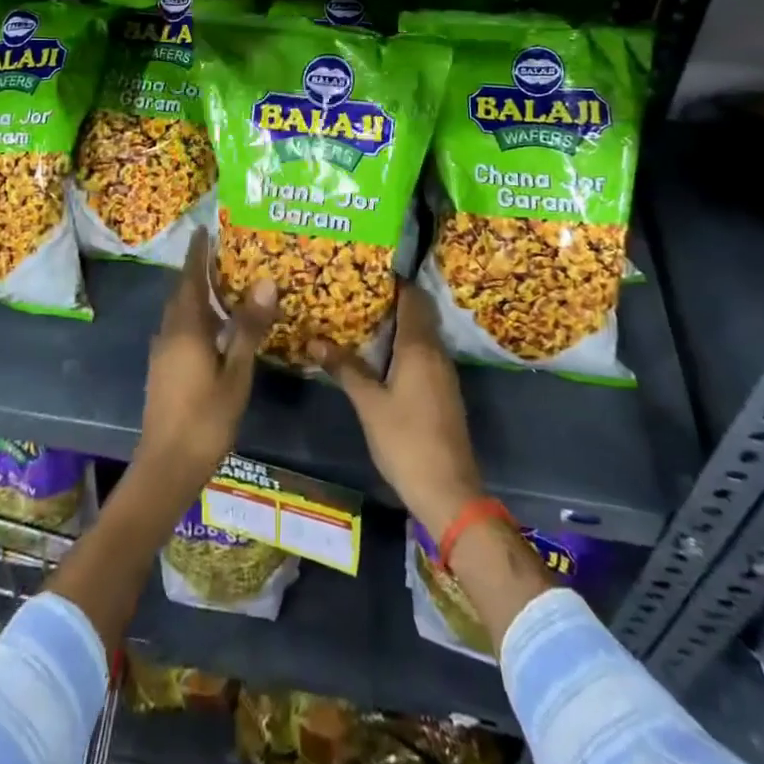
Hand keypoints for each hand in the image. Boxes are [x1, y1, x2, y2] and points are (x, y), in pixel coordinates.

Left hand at [135, 230, 277, 490]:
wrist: (166, 467)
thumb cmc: (205, 419)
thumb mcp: (236, 373)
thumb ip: (248, 328)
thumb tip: (265, 282)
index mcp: (185, 328)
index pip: (190, 278)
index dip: (197, 253)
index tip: (204, 229)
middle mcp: (169, 333)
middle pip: (182, 293)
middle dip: (198, 272)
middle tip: (223, 255)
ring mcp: (162, 353)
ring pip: (179, 313)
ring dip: (197, 296)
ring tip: (224, 288)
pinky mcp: (163, 371)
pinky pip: (179, 330)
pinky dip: (196, 318)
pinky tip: (215, 330)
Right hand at [309, 281, 484, 536]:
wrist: (449, 491)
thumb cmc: (406, 441)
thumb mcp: (369, 404)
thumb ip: (345, 368)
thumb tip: (314, 340)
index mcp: (419, 347)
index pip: (412, 298)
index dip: (394, 281)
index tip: (367, 271)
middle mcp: (436, 352)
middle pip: (418, 313)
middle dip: (392, 301)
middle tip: (357, 294)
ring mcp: (443, 373)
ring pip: (421, 334)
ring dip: (397, 324)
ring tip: (362, 320)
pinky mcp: (443, 392)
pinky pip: (424, 354)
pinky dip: (404, 346)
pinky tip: (380, 356)